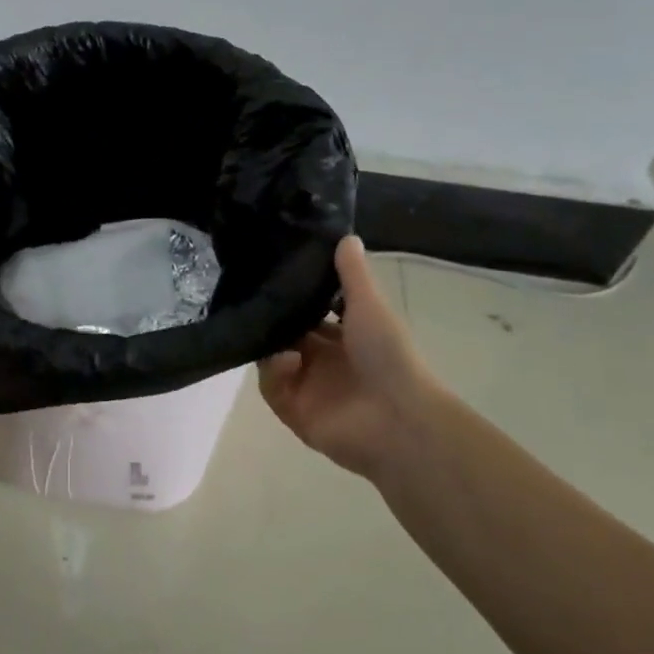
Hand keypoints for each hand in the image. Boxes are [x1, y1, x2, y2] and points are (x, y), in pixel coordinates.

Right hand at [258, 236, 443, 481]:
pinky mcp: (294, 412)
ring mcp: (307, 388)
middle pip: (285, 335)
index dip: (291, 298)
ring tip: (273, 332)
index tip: (271, 275)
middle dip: (271, 319)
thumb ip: (352, 274)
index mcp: (344, 339)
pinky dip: (274, 371)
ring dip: (269, 343)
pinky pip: (271, 388)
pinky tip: (289, 360)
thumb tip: (345, 235)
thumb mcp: (370, 305)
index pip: (308, 315)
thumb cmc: (389, 356)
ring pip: (271, 359)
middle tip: (253, 297)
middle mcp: (323, 362)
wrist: (400, 418)